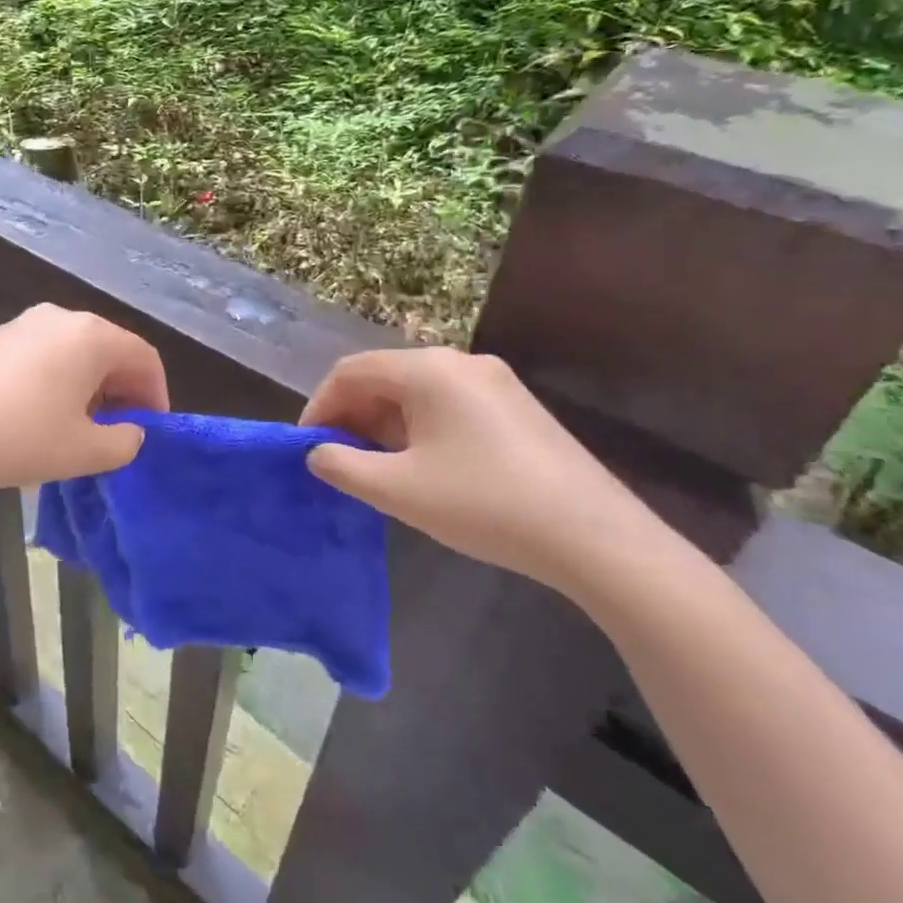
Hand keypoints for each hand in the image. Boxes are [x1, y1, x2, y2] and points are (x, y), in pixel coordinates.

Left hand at [0, 304, 168, 496]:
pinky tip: (32, 417)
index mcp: (89, 336)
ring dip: (84, 386)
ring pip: (69, 352)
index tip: (151, 430)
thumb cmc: (18, 439)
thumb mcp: (83, 452)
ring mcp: (18, 324)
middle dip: (120, 390)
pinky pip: (35, 356)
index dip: (156, 394)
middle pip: (106, 349)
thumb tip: (130, 433)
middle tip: (117, 431)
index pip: (142, 356)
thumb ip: (124, 443)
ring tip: (76, 427)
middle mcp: (57, 318)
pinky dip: (50, 381)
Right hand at [300, 347, 665, 596]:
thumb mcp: (398, 490)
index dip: (320, 406)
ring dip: (384, 423)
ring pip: (417, 392)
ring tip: (374, 467)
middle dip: (352, 415)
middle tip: (337, 459)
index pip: (351, 371)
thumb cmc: (484, 505)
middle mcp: (460, 363)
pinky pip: (448, 404)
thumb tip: (317, 453)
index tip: (306, 446)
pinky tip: (421, 466)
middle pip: (384, 377)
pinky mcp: (516, 407)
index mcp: (428, 370)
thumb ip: (342, 467)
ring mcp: (494, 383)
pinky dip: (419, 427)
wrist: (596, 538)